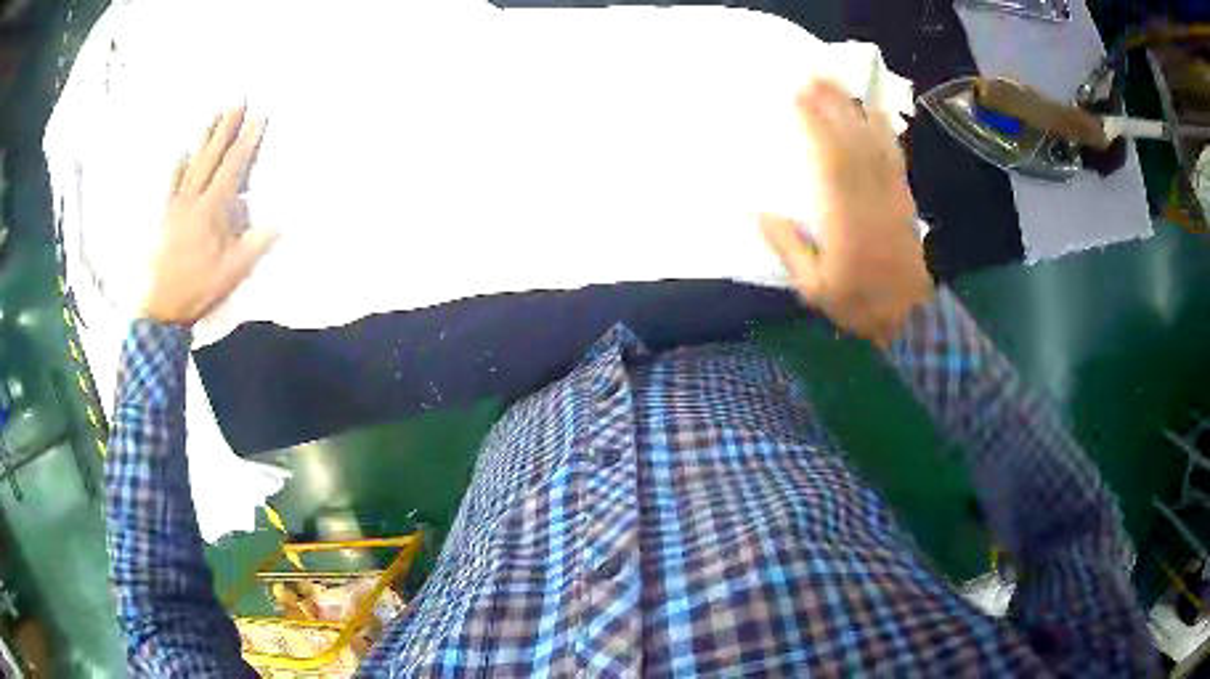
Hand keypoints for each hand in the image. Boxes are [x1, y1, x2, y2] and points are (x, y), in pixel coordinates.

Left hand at [141, 106, 276, 325]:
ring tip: (214, 114)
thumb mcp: (231, 273)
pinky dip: (177, 166)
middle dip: (225, 128)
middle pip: (211, 157)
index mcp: (211, 210)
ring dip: (204, 138)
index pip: (232, 168)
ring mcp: (176, 206)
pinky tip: (182, 152)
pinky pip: (171, 185)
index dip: (247, 142)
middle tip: (237, 101)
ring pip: (191, 164)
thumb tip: (279, 222)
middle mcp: (192, 200)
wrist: (161, 309)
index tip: (259, 118)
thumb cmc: (197, 290)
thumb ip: (253, 245)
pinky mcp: (165, 217)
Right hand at [760, 79, 933, 348]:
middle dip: (832, 105)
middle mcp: (871, 198)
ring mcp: (892, 195)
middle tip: (814, 75)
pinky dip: (883, 130)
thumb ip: (788, 247)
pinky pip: (894, 157)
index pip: (830, 161)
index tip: (798, 97)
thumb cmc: (858, 303)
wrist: (910, 317)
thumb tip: (758, 211)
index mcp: (845, 219)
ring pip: (874, 143)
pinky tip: (874, 112)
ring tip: (838, 84)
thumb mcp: (813, 287)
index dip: (815, 125)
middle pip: (852, 142)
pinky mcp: (904, 198)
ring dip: (855, 110)